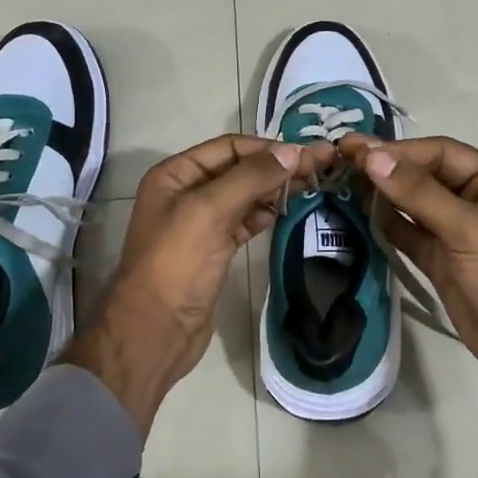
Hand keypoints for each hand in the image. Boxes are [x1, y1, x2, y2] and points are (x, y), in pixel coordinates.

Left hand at [64, 134, 332, 432]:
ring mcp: (200, 222)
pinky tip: (288, 210)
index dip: (267, 148)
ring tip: (312, 185)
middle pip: (239, 169)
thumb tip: (294, 152)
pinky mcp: (214, 249)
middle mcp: (186, 192)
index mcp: (176, 174)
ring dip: (275, 189)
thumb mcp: (209, 210)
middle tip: (321, 167)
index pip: (229, 147)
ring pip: (245, 195)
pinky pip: (244, 221)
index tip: (307, 154)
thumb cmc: (177, 263)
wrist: (157, 329)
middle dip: (276, 166)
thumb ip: (251, 177)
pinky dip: (266, 213)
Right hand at [340, 135, 477, 438]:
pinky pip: (407, 234)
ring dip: (381, 195)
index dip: (400, 150)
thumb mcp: (467, 227)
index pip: (440, 153)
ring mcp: (454, 232)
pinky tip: (359, 215)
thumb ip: (418, 192)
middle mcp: (473, 200)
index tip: (358, 151)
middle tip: (340, 161)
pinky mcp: (439, 260)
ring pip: (411, 204)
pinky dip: (385, 225)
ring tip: (341, 184)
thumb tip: (372, 156)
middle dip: (386, 169)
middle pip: (423, 175)